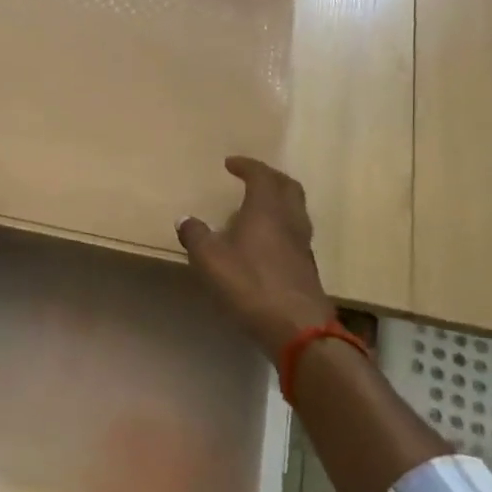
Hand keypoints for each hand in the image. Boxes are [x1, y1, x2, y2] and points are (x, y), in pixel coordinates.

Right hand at [177, 157, 335, 360]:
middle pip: (288, 187)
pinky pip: (295, 234)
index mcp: (267, 210)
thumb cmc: (250, 285)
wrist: (298, 328)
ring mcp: (303, 245)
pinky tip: (264, 242)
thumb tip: (185, 219)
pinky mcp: (306, 268)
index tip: (231, 163)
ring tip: (257, 208)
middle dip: (270, 178)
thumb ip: (195, 236)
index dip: (247, 166)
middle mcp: (290, 221)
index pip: (261, 176)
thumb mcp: (210, 259)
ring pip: (295, 211)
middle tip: (251, 177)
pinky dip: (280, 226)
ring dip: (278, 202)